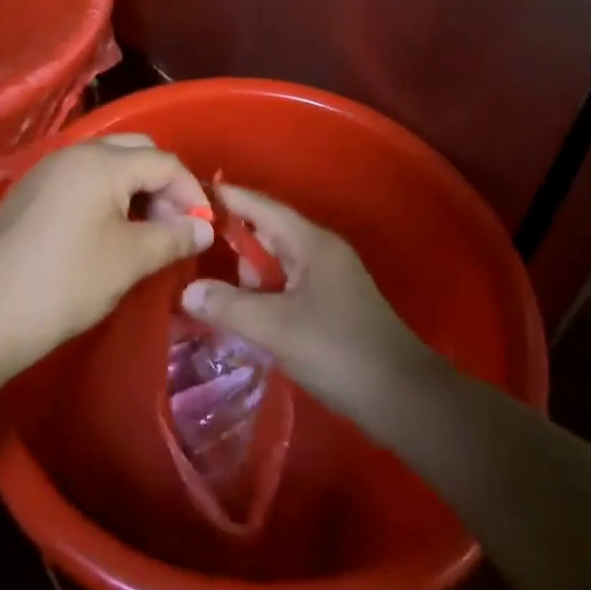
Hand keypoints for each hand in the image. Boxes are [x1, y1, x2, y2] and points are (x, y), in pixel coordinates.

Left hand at [0, 135, 213, 370]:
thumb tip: (203, 229)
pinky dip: (105, 194)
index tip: (202, 228)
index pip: (164, 162)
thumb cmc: (68, 282)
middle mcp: (75, 152)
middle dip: (163, 183)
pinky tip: (106, 231)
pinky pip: (81, 178)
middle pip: (136, 151)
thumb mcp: (130, 260)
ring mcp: (48, 169)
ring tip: (144, 231)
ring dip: (134, 188)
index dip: (191, 192)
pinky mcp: (30, 190)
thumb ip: (173, 237)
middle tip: (173, 224)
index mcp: (102, 162)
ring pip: (107, 163)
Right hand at [180, 186, 436, 418]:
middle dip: (234, 243)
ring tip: (217, 299)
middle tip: (195, 256)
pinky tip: (247, 318)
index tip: (190, 192)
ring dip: (250, 277)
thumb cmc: (338, 349)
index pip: (261, 206)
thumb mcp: (276, 328)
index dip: (227, 197)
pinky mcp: (332, 304)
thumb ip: (229, 307)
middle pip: (268, 233)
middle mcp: (321, 250)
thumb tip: (187, 291)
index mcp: (311, 242)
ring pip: (278, 263)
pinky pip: (288, 286)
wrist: (402, 397)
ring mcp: (329, 278)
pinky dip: (265, 296)